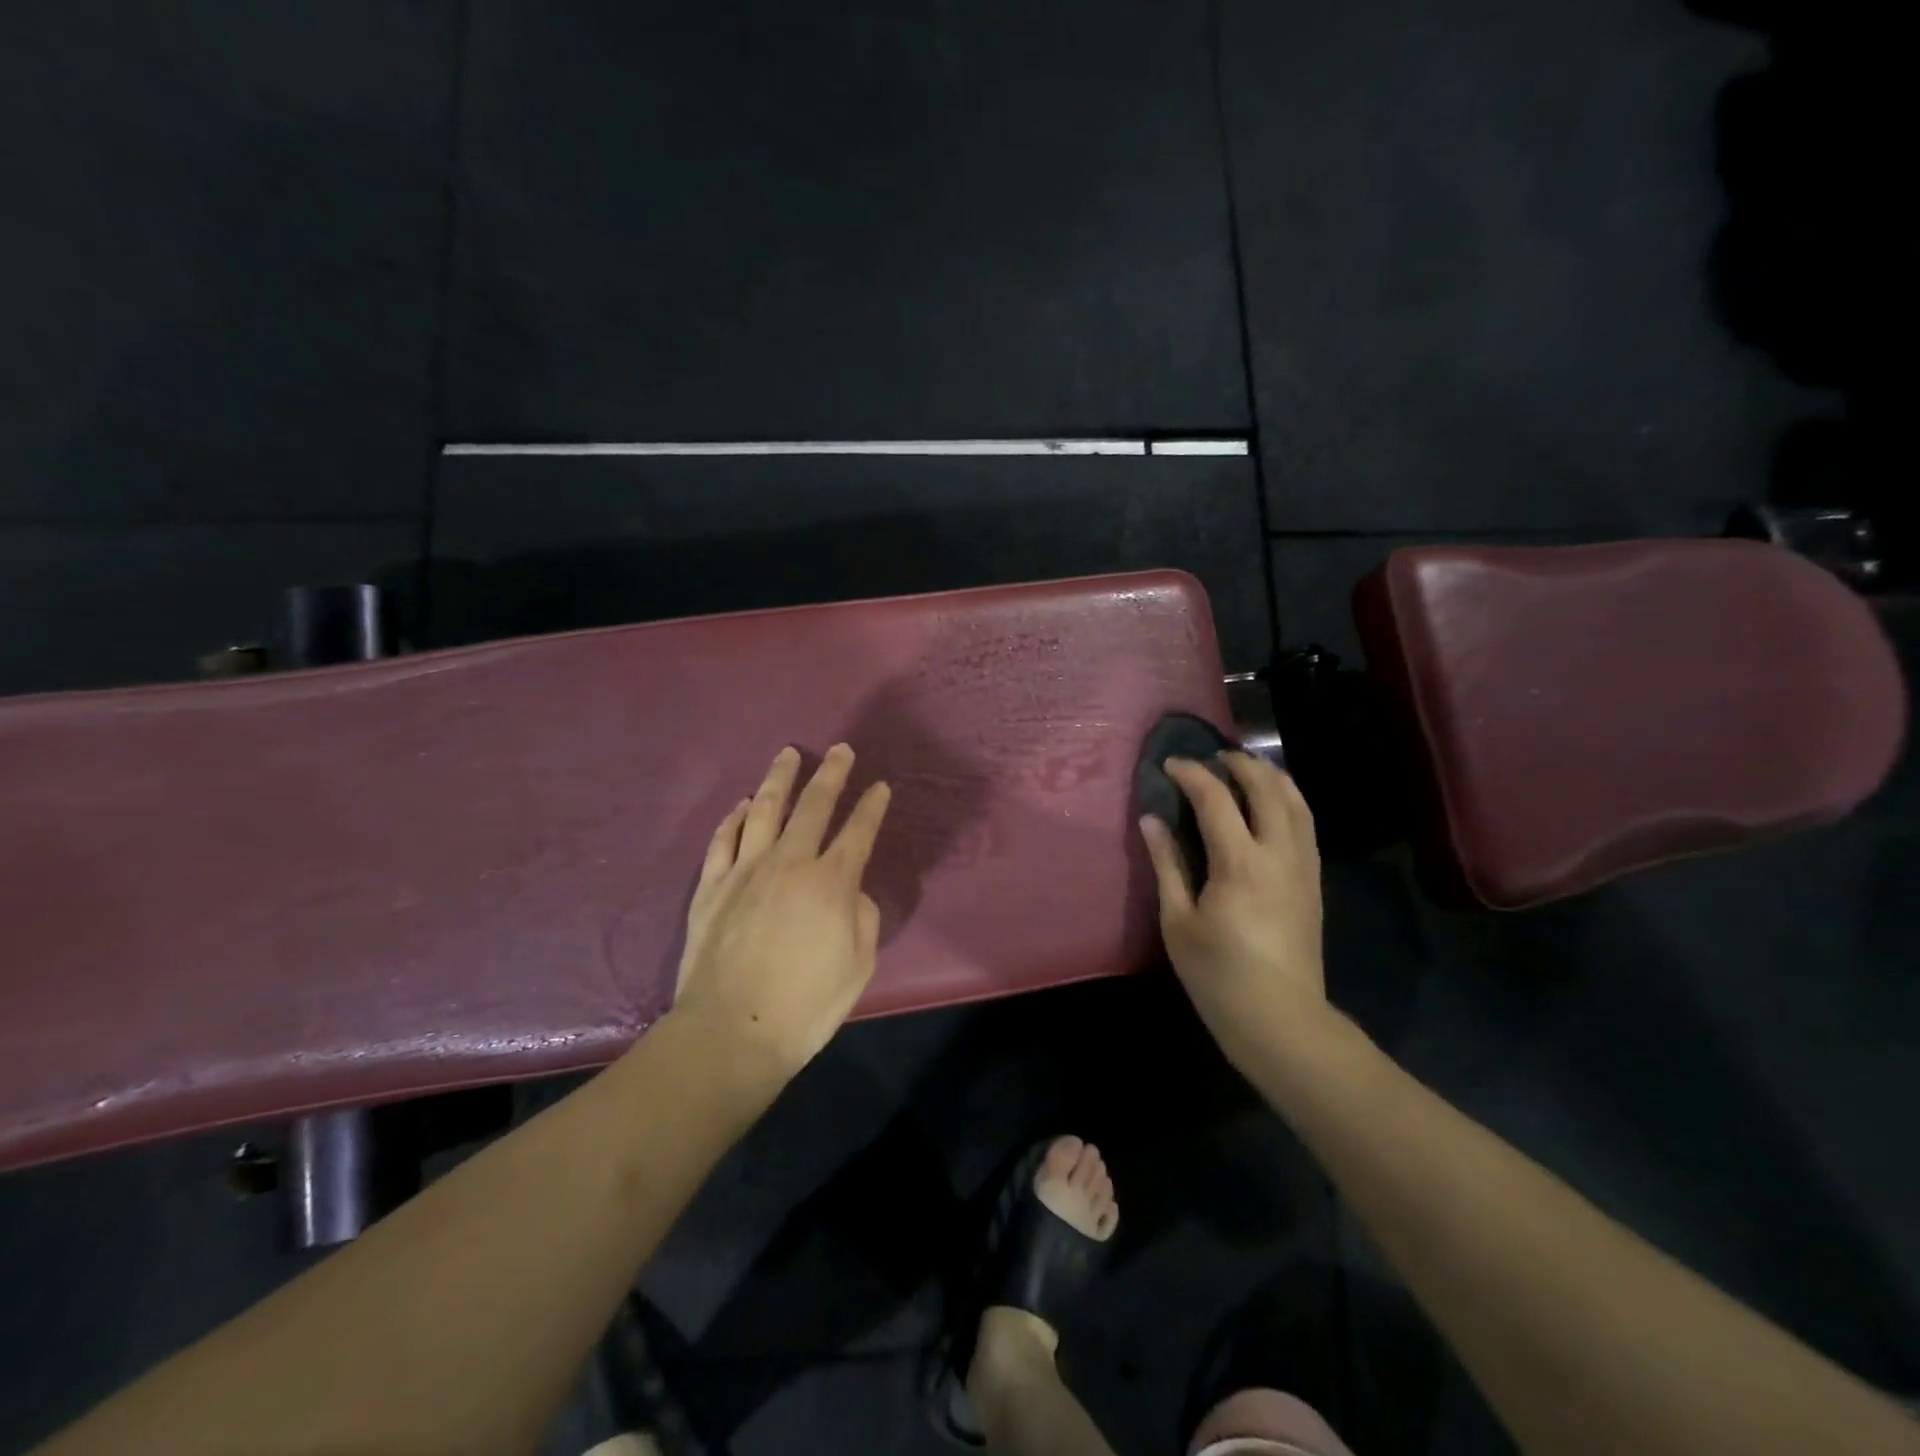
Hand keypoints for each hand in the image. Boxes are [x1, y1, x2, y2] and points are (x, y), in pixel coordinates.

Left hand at [673, 744, 891, 1079]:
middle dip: (831, 774)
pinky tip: (741, 804)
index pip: (858, 831)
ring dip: (779, 778)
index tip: (880, 786)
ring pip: (764, 809)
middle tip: (840, 750)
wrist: (731, 1031)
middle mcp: (789, 862)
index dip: (872, 806)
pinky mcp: (711, 886)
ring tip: (788, 755)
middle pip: (813, 805)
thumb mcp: (858, 965)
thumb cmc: (805, 1005)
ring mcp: (745, 870)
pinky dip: (734, 817)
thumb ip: (862, 917)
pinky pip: (723, 839)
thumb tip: (850, 892)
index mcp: (831, 882)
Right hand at [1139, 753, 1327, 1065]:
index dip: (1192, 774)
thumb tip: (1151, 819)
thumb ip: (1167, 864)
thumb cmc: (1218, 974)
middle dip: (1239, 763)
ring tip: (1245, 769)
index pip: (1216, 799)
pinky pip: (1306, 824)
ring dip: (1270, 776)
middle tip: (1212, 758)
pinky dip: (1289, 800)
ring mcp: (1303, 866)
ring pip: (1296, 801)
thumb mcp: (1178, 921)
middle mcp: (1278, 854)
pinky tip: (1272, 803)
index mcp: (1239, 863)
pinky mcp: (1314, 881)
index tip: (1170, 764)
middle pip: (1267, 788)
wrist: (1281, 1019)